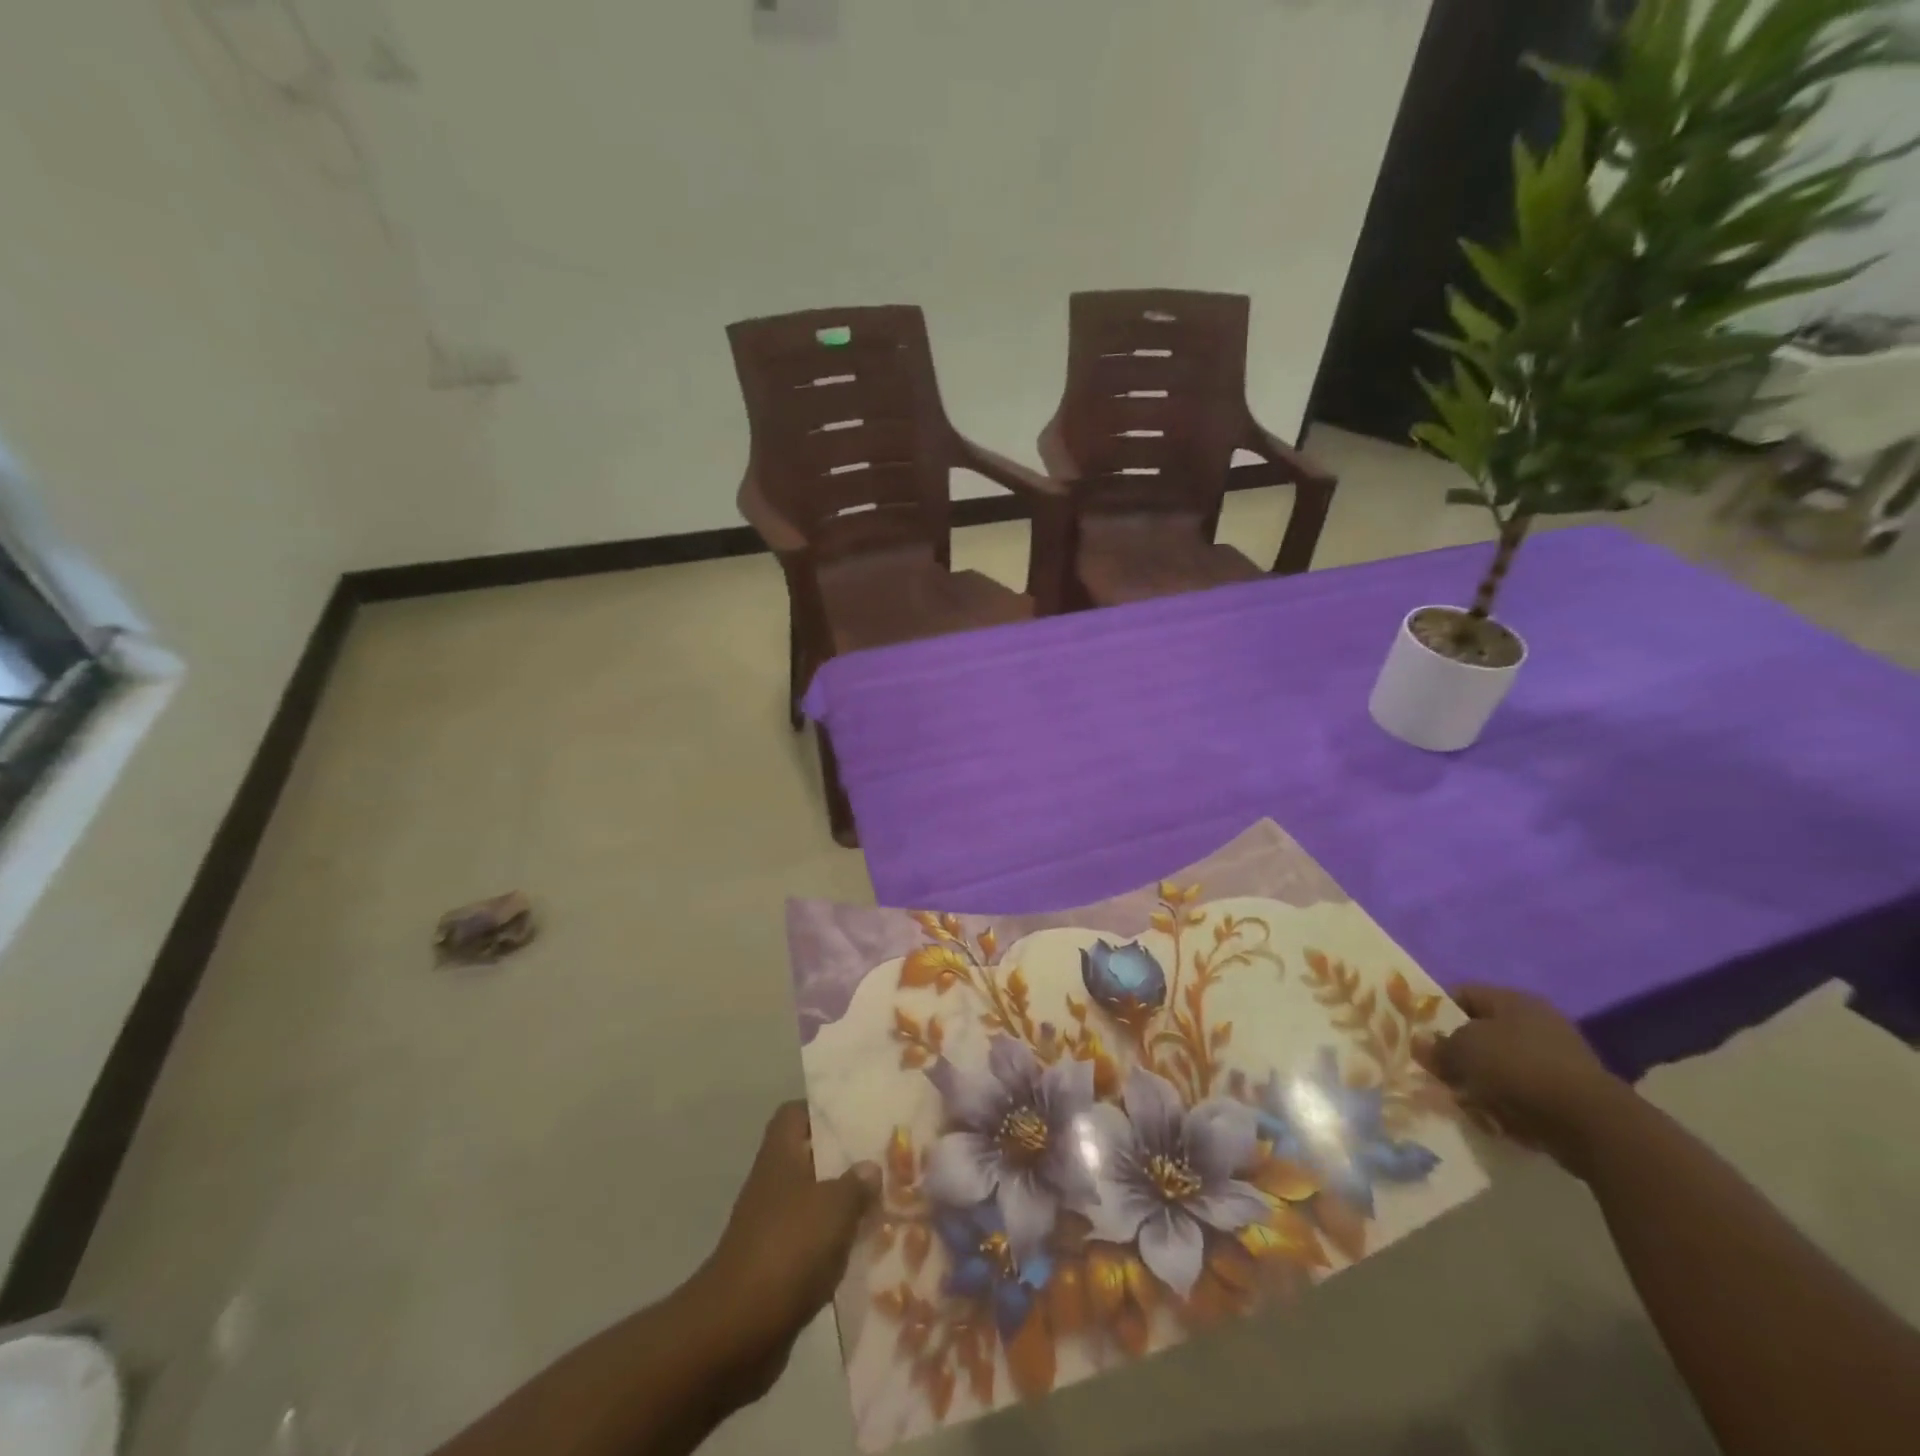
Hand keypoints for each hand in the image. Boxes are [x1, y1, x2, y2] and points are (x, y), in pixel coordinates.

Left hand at [686, 1102, 879, 1401]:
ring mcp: (773, 1226)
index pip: (796, 1114)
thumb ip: (856, 1183)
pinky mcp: (778, 1267)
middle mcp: (774, 1184)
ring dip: (845, 1207)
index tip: (858, 1116)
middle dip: (846, 1161)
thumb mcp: (834, 1206)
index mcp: (780, 1155)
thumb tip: (870, 1168)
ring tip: (887, 1204)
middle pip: (811, 1158)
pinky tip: (868, 1250)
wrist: (737, 1331)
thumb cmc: (787, 1249)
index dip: (824, 1110)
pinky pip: (814, 1244)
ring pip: (816, 1203)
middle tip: (886, 1160)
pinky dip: (836, 1246)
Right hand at [1415, 985, 1631, 1175]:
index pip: (1462, 994)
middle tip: (1438, 1071)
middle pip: (1482, 1031)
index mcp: (1513, 999)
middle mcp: (1537, 1021)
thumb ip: (1438, 1046)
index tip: (1420, 1035)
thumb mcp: (1463, 1051)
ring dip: (1480, 1080)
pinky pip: (1523, 1091)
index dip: (1436, 1011)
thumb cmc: (1518, 1069)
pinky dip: (1506, 1102)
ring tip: (1463, 1099)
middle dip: (1458, 1052)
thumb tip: (1422, 1044)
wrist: (1591, 1125)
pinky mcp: (1569, 1093)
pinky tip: (1493, 1117)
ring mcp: (1557, 1057)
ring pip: (1501, 1064)